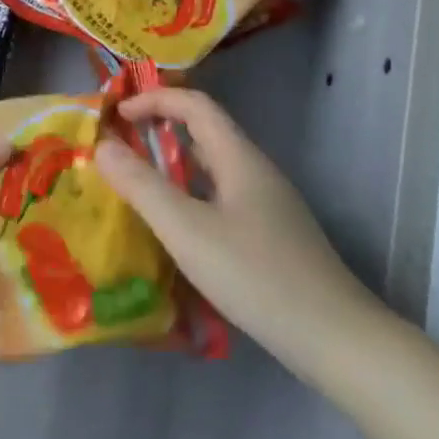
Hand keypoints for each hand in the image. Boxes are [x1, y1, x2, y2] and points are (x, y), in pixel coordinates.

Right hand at [95, 87, 385, 376]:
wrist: (335, 339)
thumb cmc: (255, 275)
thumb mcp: (186, 230)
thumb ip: (141, 185)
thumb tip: (103, 145)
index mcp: (239, 158)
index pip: (195, 105)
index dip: (154, 100)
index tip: (116, 115)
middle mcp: (256, 172)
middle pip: (206, 132)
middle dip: (161, 128)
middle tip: (121, 145)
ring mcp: (269, 206)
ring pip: (214, 168)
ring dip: (175, 163)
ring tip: (139, 182)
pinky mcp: (272, 236)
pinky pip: (222, 197)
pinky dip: (191, 194)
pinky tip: (178, 228)